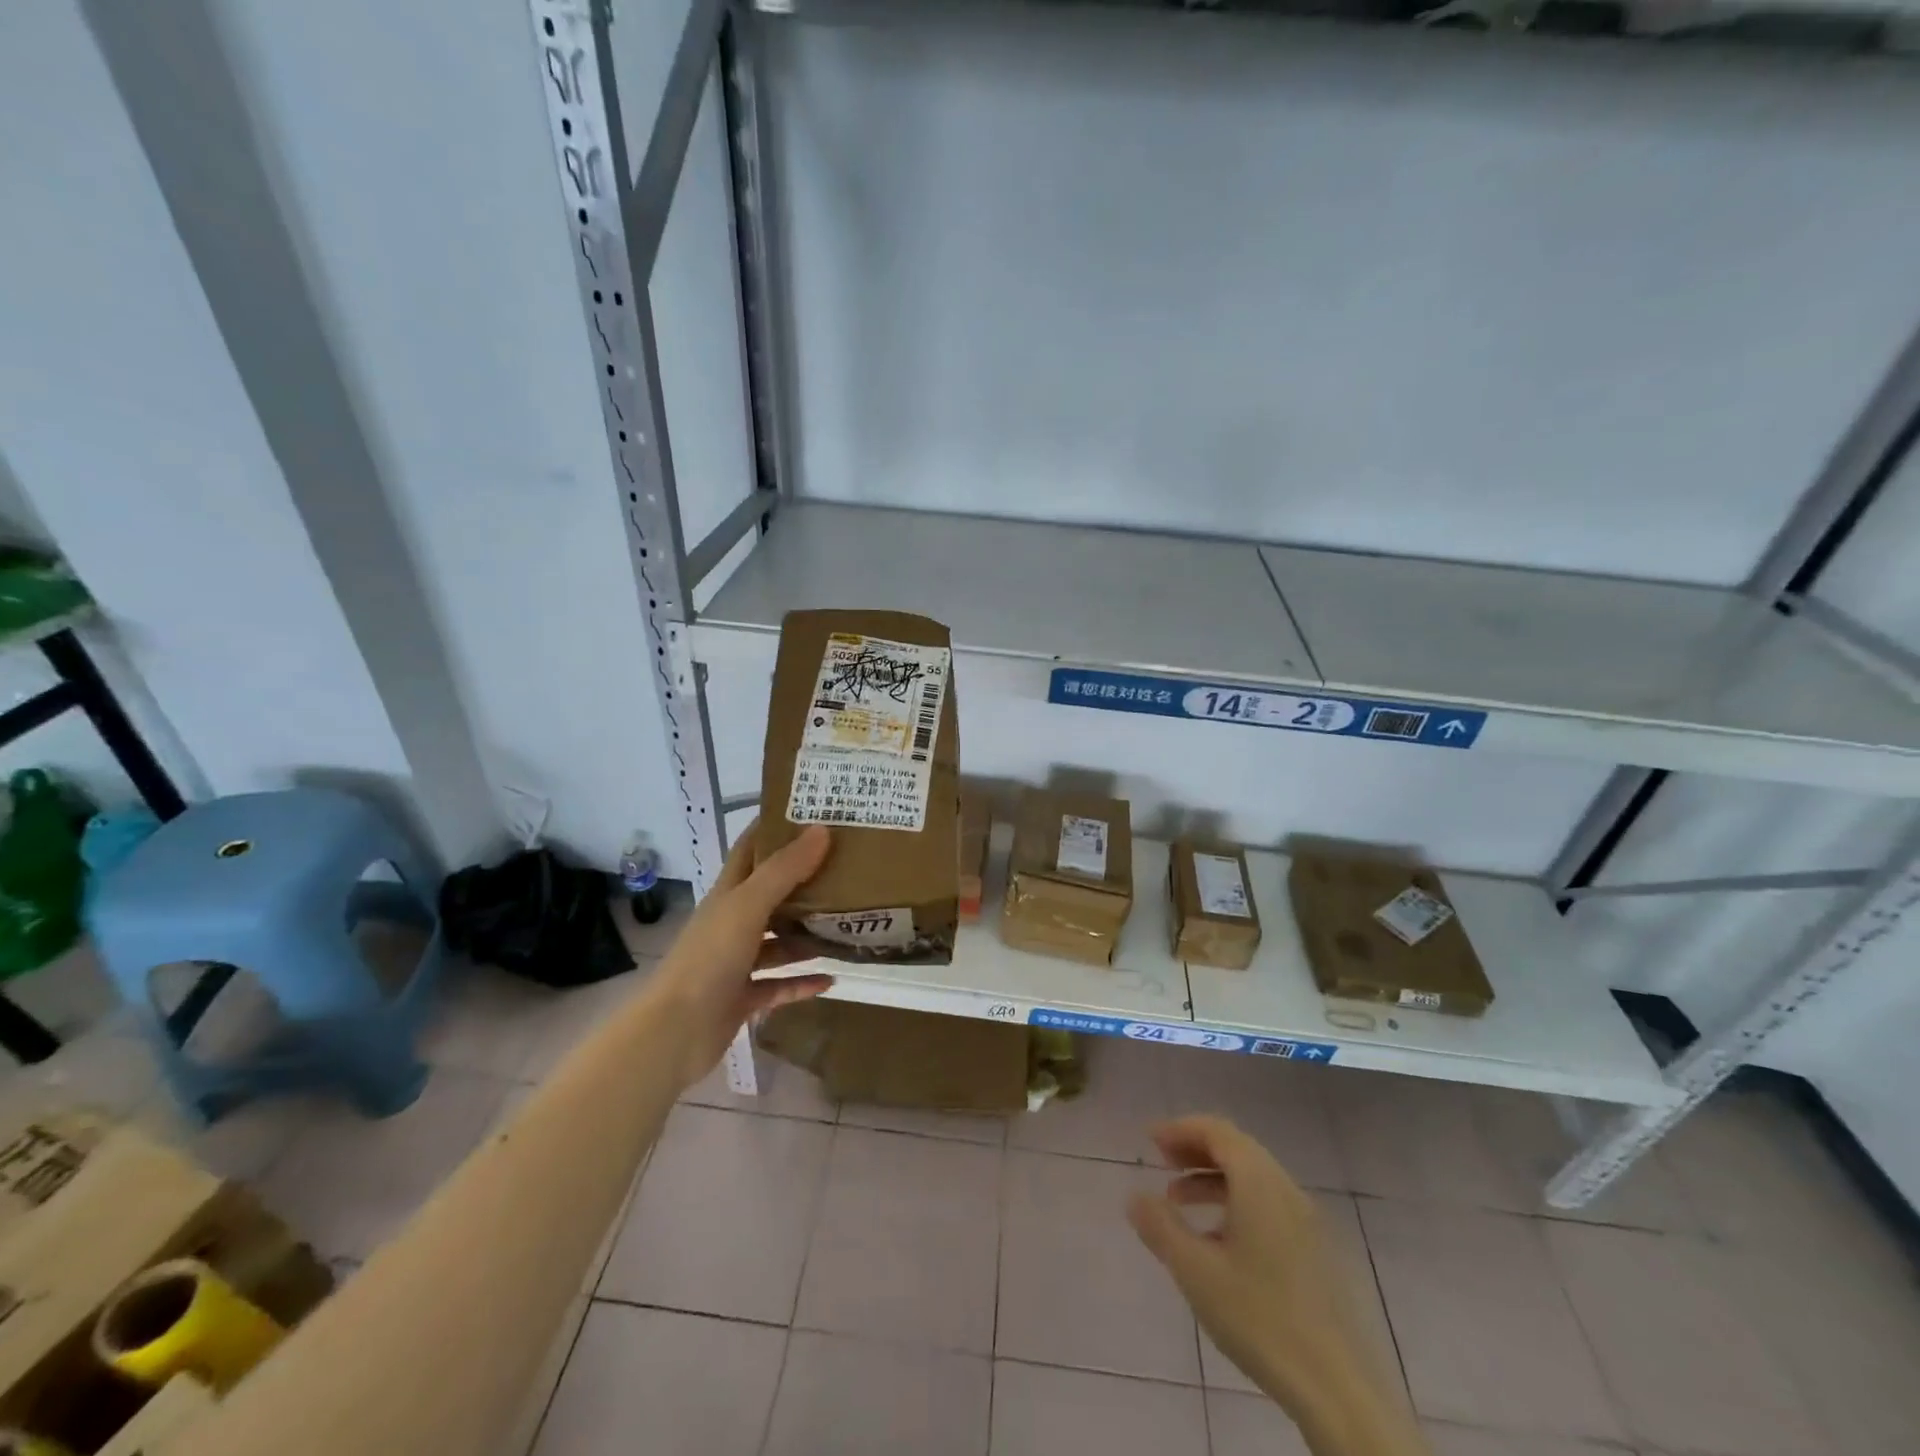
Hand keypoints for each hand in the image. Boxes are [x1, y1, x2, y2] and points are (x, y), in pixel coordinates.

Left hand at [643, 822, 834, 1088]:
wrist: (674, 1032)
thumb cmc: (710, 958)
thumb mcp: (748, 906)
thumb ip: (785, 870)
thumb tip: (821, 830)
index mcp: (728, 895)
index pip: (751, 850)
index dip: (775, 829)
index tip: (812, 812)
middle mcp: (732, 923)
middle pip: (772, 895)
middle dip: (805, 882)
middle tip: (846, 868)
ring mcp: (736, 963)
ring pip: (778, 942)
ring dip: (807, 935)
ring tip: (846, 924)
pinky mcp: (743, 998)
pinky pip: (780, 985)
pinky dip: (803, 982)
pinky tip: (832, 979)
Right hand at [1128, 1117, 1421, 1453]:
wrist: (1340, 1391)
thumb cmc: (1261, 1320)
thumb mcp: (1196, 1272)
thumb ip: (1161, 1227)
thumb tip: (1134, 1195)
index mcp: (1259, 1183)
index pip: (1217, 1131)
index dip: (1181, 1129)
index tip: (1150, 1140)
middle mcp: (1286, 1189)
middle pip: (1236, 1148)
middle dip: (1195, 1150)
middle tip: (1161, 1163)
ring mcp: (1306, 1221)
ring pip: (1253, 1178)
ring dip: (1213, 1178)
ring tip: (1178, 1202)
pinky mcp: (1316, 1251)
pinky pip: (1268, 1205)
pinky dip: (1236, 1203)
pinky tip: (1217, 1241)